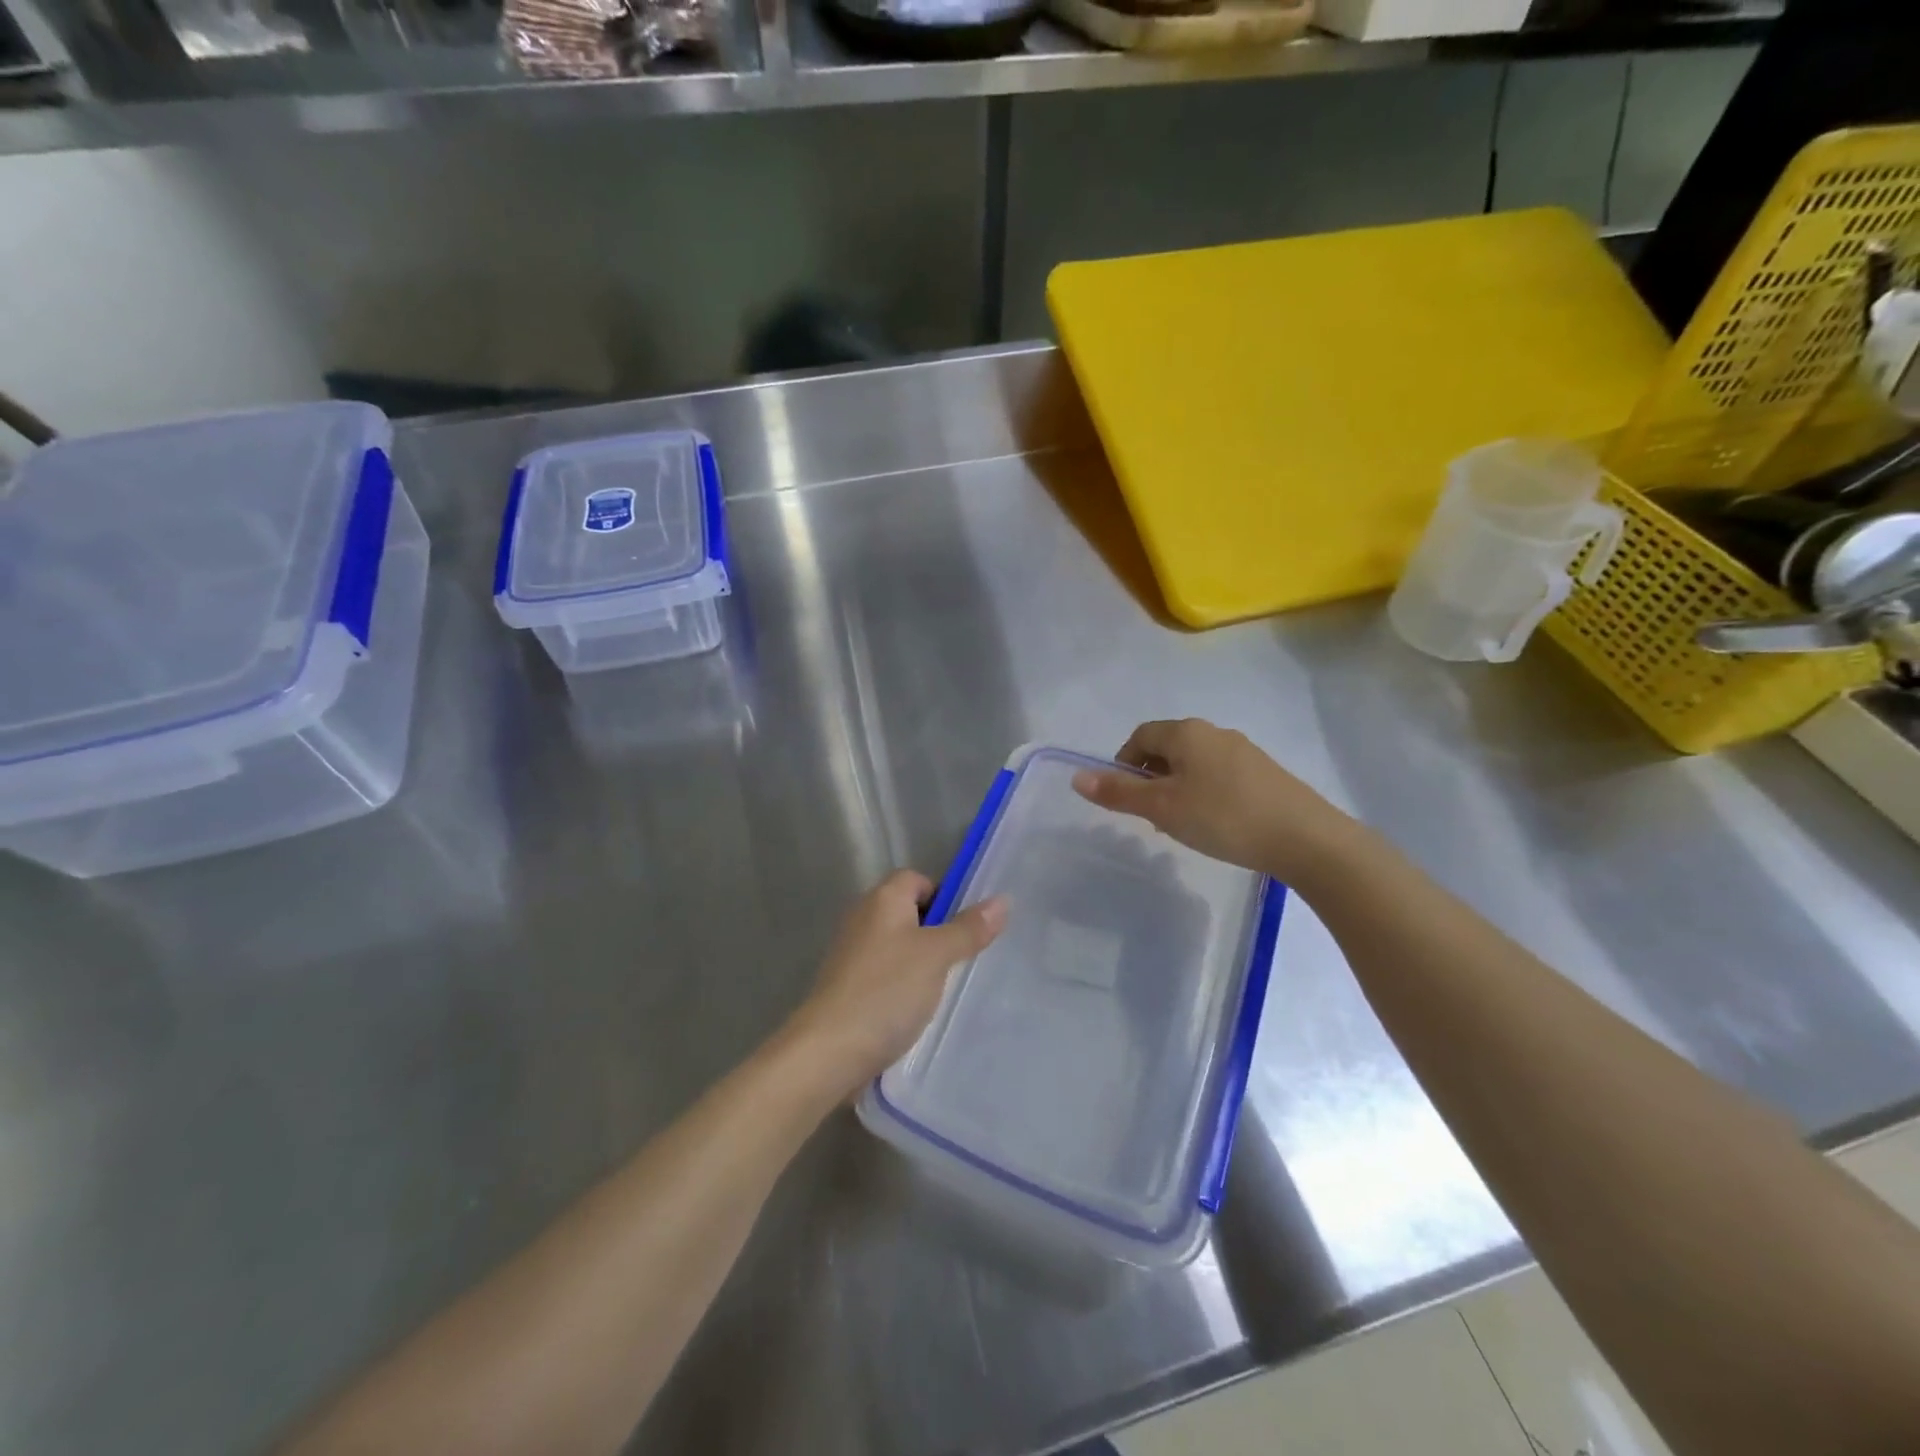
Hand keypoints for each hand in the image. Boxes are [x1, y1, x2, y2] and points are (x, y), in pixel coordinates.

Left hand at [782, 870, 1007, 1102]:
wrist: (828, 1051)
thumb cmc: (886, 991)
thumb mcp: (937, 956)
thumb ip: (968, 929)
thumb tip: (1002, 901)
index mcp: (882, 899)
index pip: (917, 879)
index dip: (944, 896)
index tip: (967, 926)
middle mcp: (863, 918)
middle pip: (908, 912)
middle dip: (937, 932)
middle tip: (965, 957)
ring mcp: (851, 954)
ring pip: (898, 946)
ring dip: (921, 962)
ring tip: (946, 987)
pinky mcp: (847, 986)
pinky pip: (885, 974)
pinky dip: (902, 986)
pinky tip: (918, 1010)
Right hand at [1071, 719, 1355, 882]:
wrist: (1305, 838)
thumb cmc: (1222, 817)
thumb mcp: (1162, 808)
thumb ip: (1119, 793)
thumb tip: (1077, 777)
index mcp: (1186, 732)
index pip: (1140, 736)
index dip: (1124, 763)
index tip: (1124, 797)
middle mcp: (1214, 732)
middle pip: (1168, 747)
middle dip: (1151, 777)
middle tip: (1150, 815)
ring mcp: (1244, 751)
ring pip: (1195, 763)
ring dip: (1178, 787)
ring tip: (1181, 824)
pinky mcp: (1265, 773)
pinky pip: (1220, 775)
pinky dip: (1205, 794)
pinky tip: (1215, 824)